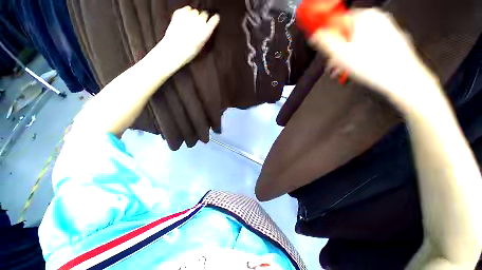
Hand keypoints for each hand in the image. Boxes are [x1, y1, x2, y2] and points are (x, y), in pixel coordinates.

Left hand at [159, 6, 219, 67]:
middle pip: (204, 14)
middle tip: (198, 25)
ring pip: (195, 11)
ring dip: (194, 16)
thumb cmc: (189, 51)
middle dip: (202, 19)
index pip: (213, 21)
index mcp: (205, 32)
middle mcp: (199, 22)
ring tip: (190, 24)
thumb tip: (206, 26)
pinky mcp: (180, 13)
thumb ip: (205, 34)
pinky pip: (187, 8)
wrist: (174, 49)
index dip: (214, 19)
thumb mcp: (201, 45)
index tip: (216, 17)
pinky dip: (187, 12)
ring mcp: (189, 16)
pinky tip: (185, 20)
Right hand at [310, 8, 440, 110]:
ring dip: (348, 56)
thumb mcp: (339, 54)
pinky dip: (361, 55)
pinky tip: (357, 67)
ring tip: (343, 70)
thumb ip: (324, 42)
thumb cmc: (375, 66)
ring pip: (359, 40)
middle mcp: (378, 18)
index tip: (327, 47)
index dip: (330, 36)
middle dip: (338, 50)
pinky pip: (370, 45)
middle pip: (349, 32)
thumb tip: (316, 35)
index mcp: (365, 16)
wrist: (402, 78)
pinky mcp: (392, 40)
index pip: (339, 20)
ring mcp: (387, 29)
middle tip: (334, 64)